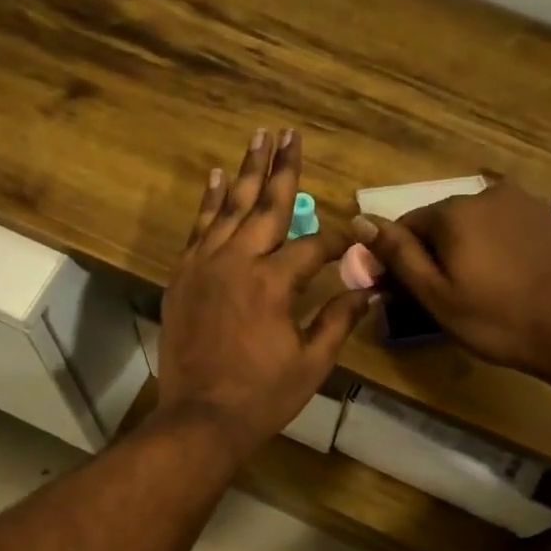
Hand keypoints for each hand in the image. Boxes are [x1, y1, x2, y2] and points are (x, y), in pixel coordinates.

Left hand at [159, 129, 370, 460]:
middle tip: (290, 132)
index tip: (353, 236)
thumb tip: (369, 290)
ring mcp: (204, 267)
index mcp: (273, 283)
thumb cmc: (262, 396)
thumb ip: (338, 320)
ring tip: (257, 137)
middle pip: (265, 206)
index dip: (336, 240)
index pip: (312, 246)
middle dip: (282, 168)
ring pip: (228, 208)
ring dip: (245, 171)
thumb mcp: (311, 363)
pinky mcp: (181, 278)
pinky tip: (214, 179)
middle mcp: (237, 262)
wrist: (200, 418)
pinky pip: (197, 230)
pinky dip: (207, 203)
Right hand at [353, 178, 550, 377]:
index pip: (406, 226)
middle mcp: (486, 193)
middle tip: (440, 298)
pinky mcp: (547, 217)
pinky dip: (494, 249)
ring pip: (473, 225)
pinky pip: (503, 228)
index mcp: (453, 211)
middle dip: (433, 253)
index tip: (403, 293)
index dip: (398, 259)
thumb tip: (360, 220)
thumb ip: (397, 255)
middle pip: (440, 222)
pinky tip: (504, 281)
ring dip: (464, 251)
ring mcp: (522, 202)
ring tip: (476, 291)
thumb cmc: (497, 320)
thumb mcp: (436, 295)